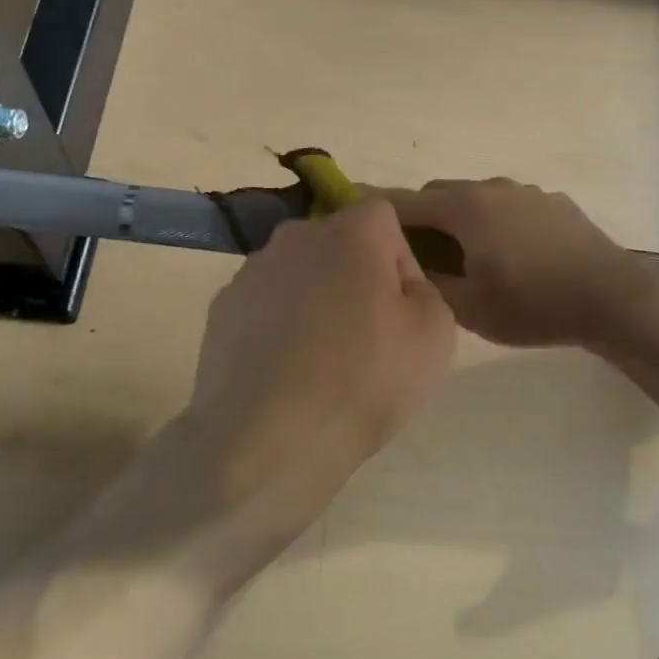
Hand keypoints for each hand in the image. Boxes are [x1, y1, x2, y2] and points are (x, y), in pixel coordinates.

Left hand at [176, 199, 455, 566]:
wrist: (266, 441)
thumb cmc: (363, 381)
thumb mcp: (435, 335)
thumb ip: (426, 289)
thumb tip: (398, 284)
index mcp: (351, 232)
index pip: (385, 217)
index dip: (399, 258)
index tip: (400, 307)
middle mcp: (297, 235)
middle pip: (338, 241)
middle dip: (355, 275)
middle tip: (366, 334)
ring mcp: (252, 270)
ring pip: (300, 272)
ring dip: (315, 298)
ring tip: (320, 359)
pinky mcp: (223, 307)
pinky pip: (266, 302)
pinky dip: (279, 324)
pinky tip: (285, 370)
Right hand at [384, 178, 658, 348]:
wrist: (613, 298)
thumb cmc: (534, 304)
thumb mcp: (470, 308)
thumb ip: (429, 283)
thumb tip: (407, 267)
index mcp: (466, 208)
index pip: (406, 202)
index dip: (378, 211)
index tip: (357, 220)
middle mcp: (493, 187)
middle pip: (440, 194)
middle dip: (420, 218)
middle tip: (416, 255)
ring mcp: (527, 191)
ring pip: (476, 198)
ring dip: (460, 220)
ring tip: (465, 258)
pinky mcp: (553, 202)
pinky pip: (508, 205)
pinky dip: (493, 221)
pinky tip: (510, 255)